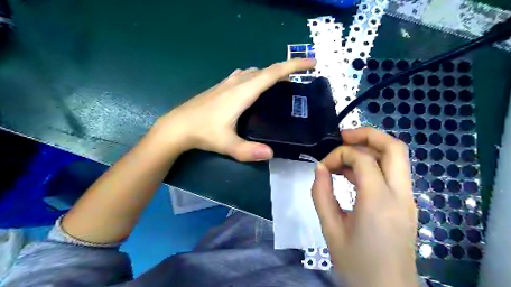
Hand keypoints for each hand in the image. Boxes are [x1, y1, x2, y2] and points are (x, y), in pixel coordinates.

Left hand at [153, 58, 315, 160]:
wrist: (177, 126)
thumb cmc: (202, 133)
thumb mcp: (226, 144)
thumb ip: (248, 151)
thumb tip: (271, 153)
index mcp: (242, 93)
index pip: (272, 74)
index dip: (293, 66)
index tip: (311, 63)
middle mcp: (237, 83)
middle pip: (266, 70)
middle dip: (287, 69)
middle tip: (302, 76)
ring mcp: (227, 83)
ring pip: (255, 72)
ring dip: (271, 73)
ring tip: (282, 83)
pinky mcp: (221, 87)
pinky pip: (244, 76)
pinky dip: (256, 76)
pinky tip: (255, 85)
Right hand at [311, 128, 418, 286]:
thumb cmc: (356, 264)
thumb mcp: (330, 229)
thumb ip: (321, 194)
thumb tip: (320, 168)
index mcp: (379, 201)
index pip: (362, 159)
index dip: (339, 155)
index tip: (323, 167)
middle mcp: (400, 195)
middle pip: (394, 147)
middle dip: (367, 134)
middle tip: (342, 137)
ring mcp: (408, 199)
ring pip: (397, 157)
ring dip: (371, 148)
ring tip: (344, 155)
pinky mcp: (406, 204)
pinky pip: (392, 172)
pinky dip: (374, 164)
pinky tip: (353, 174)